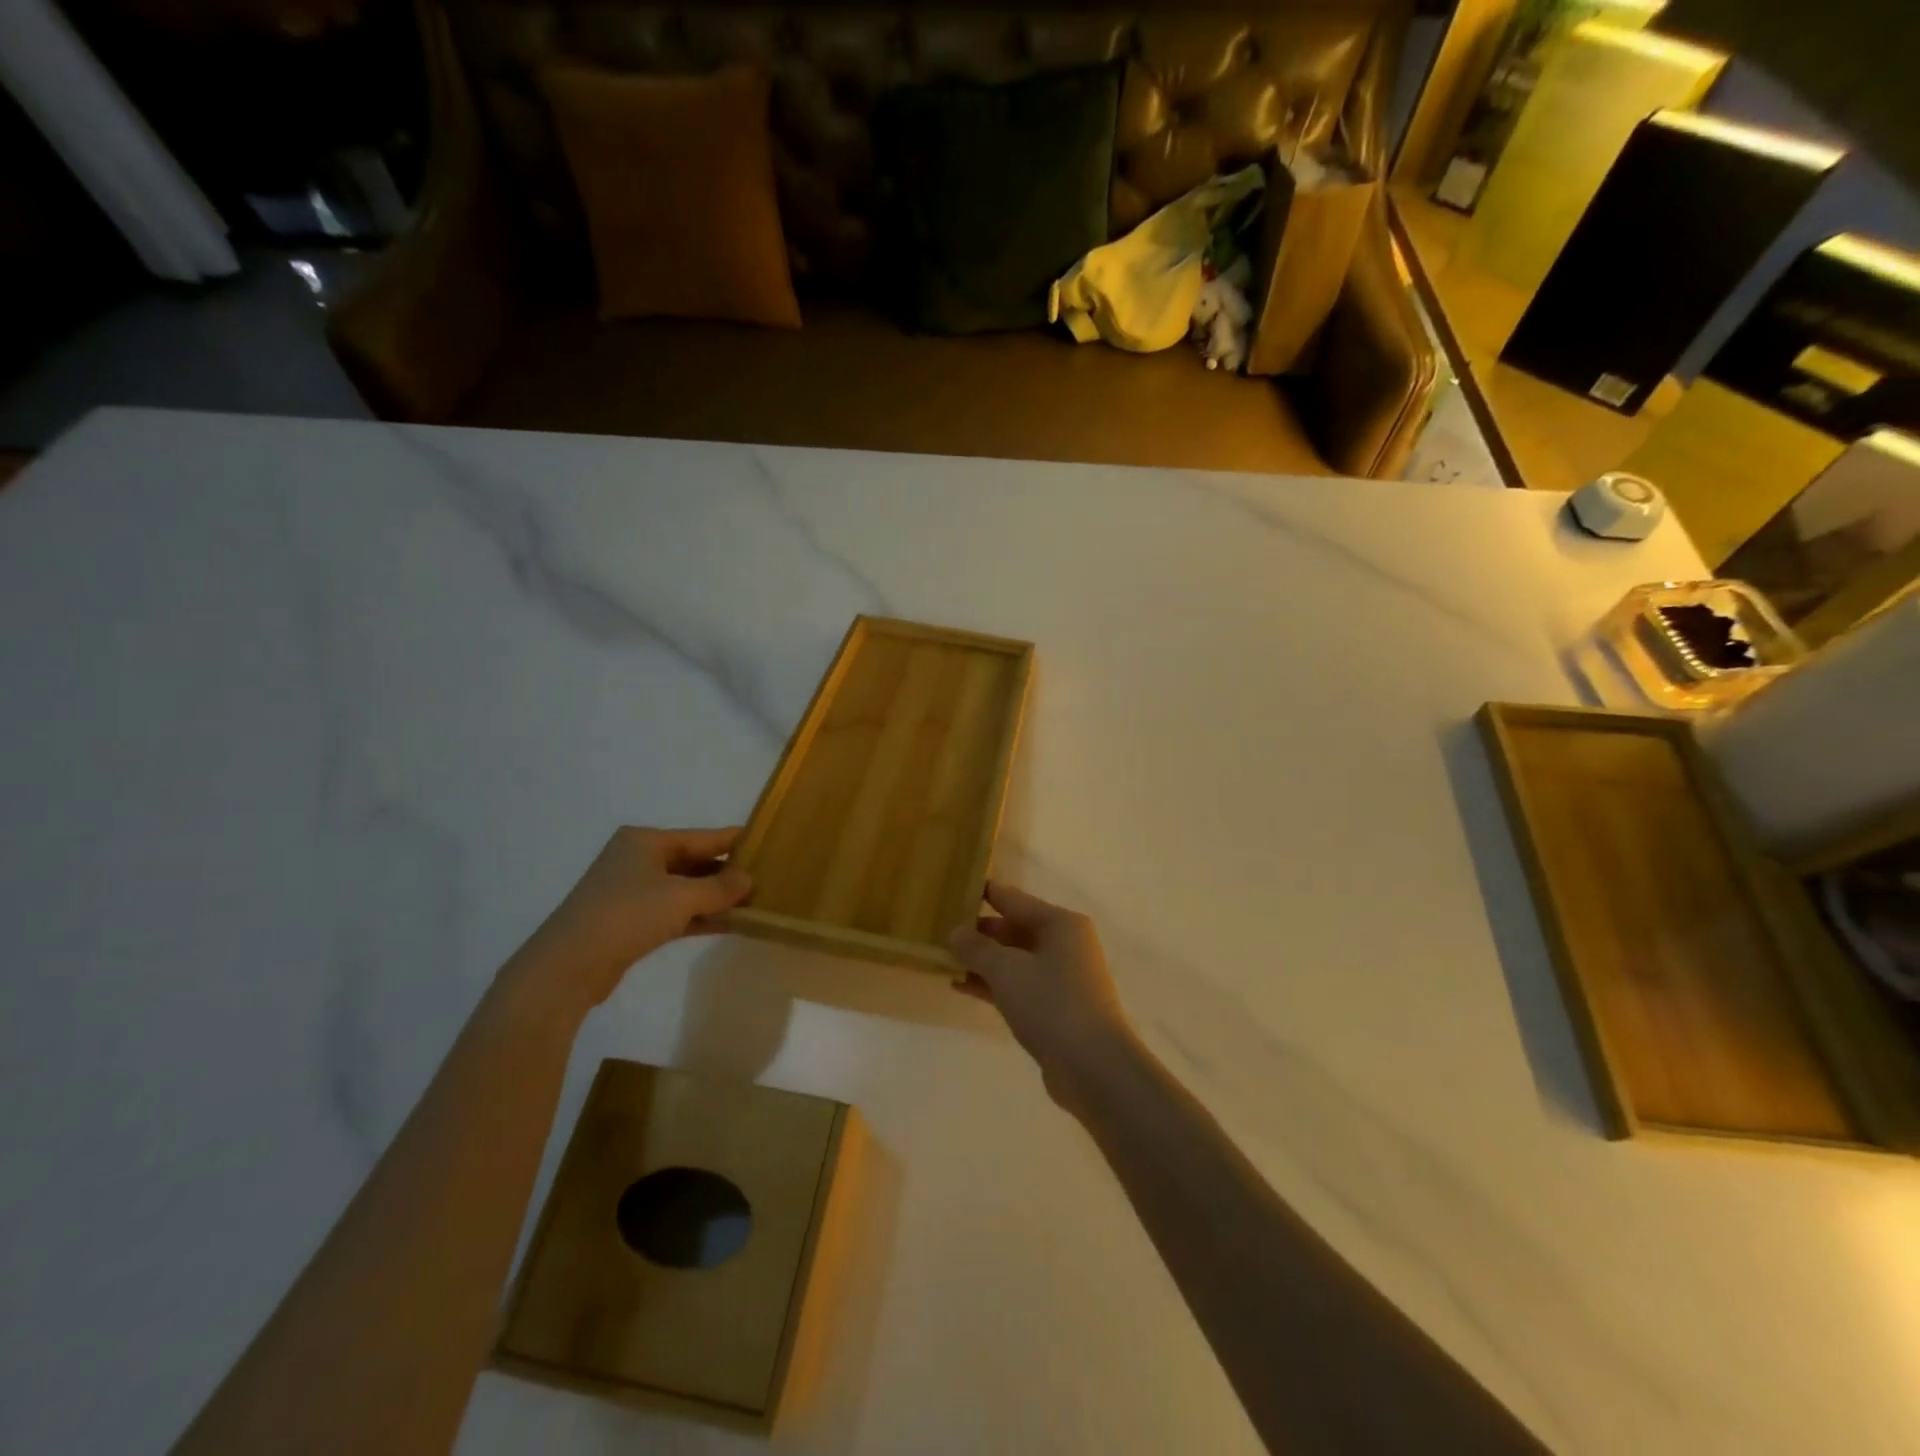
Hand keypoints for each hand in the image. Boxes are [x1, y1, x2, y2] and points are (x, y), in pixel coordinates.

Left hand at [512, 826, 751, 1013]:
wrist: (567, 967)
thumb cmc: (627, 916)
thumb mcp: (681, 897)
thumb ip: (720, 887)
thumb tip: (748, 879)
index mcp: (645, 841)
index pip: (701, 836)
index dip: (734, 841)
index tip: (767, 842)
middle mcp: (638, 860)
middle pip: (693, 862)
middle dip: (728, 873)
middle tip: (766, 878)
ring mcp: (632, 892)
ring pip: (686, 890)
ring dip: (716, 898)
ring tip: (755, 904)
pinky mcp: (631, 923)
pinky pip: (676, 913)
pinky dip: (700, 917)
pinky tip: (730, 925)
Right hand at [949, 882, 1136, 1110]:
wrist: (1094, 1068)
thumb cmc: (1051, 1004)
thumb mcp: (1007, 970)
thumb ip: (977, 948)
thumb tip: (955, 931)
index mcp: (1060, 923)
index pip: (1013, 899)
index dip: (982, 894)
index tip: (951, 889)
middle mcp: (1064, 943)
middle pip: (1014, 928)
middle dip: (978, 932)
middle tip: (939, 930)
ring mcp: (1062, 977)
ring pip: (1014, 959)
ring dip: (982, 960)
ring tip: (942, 958)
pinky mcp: (1055, 1007)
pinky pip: (1018, 985)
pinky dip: (992, 984)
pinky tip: (960, 986)